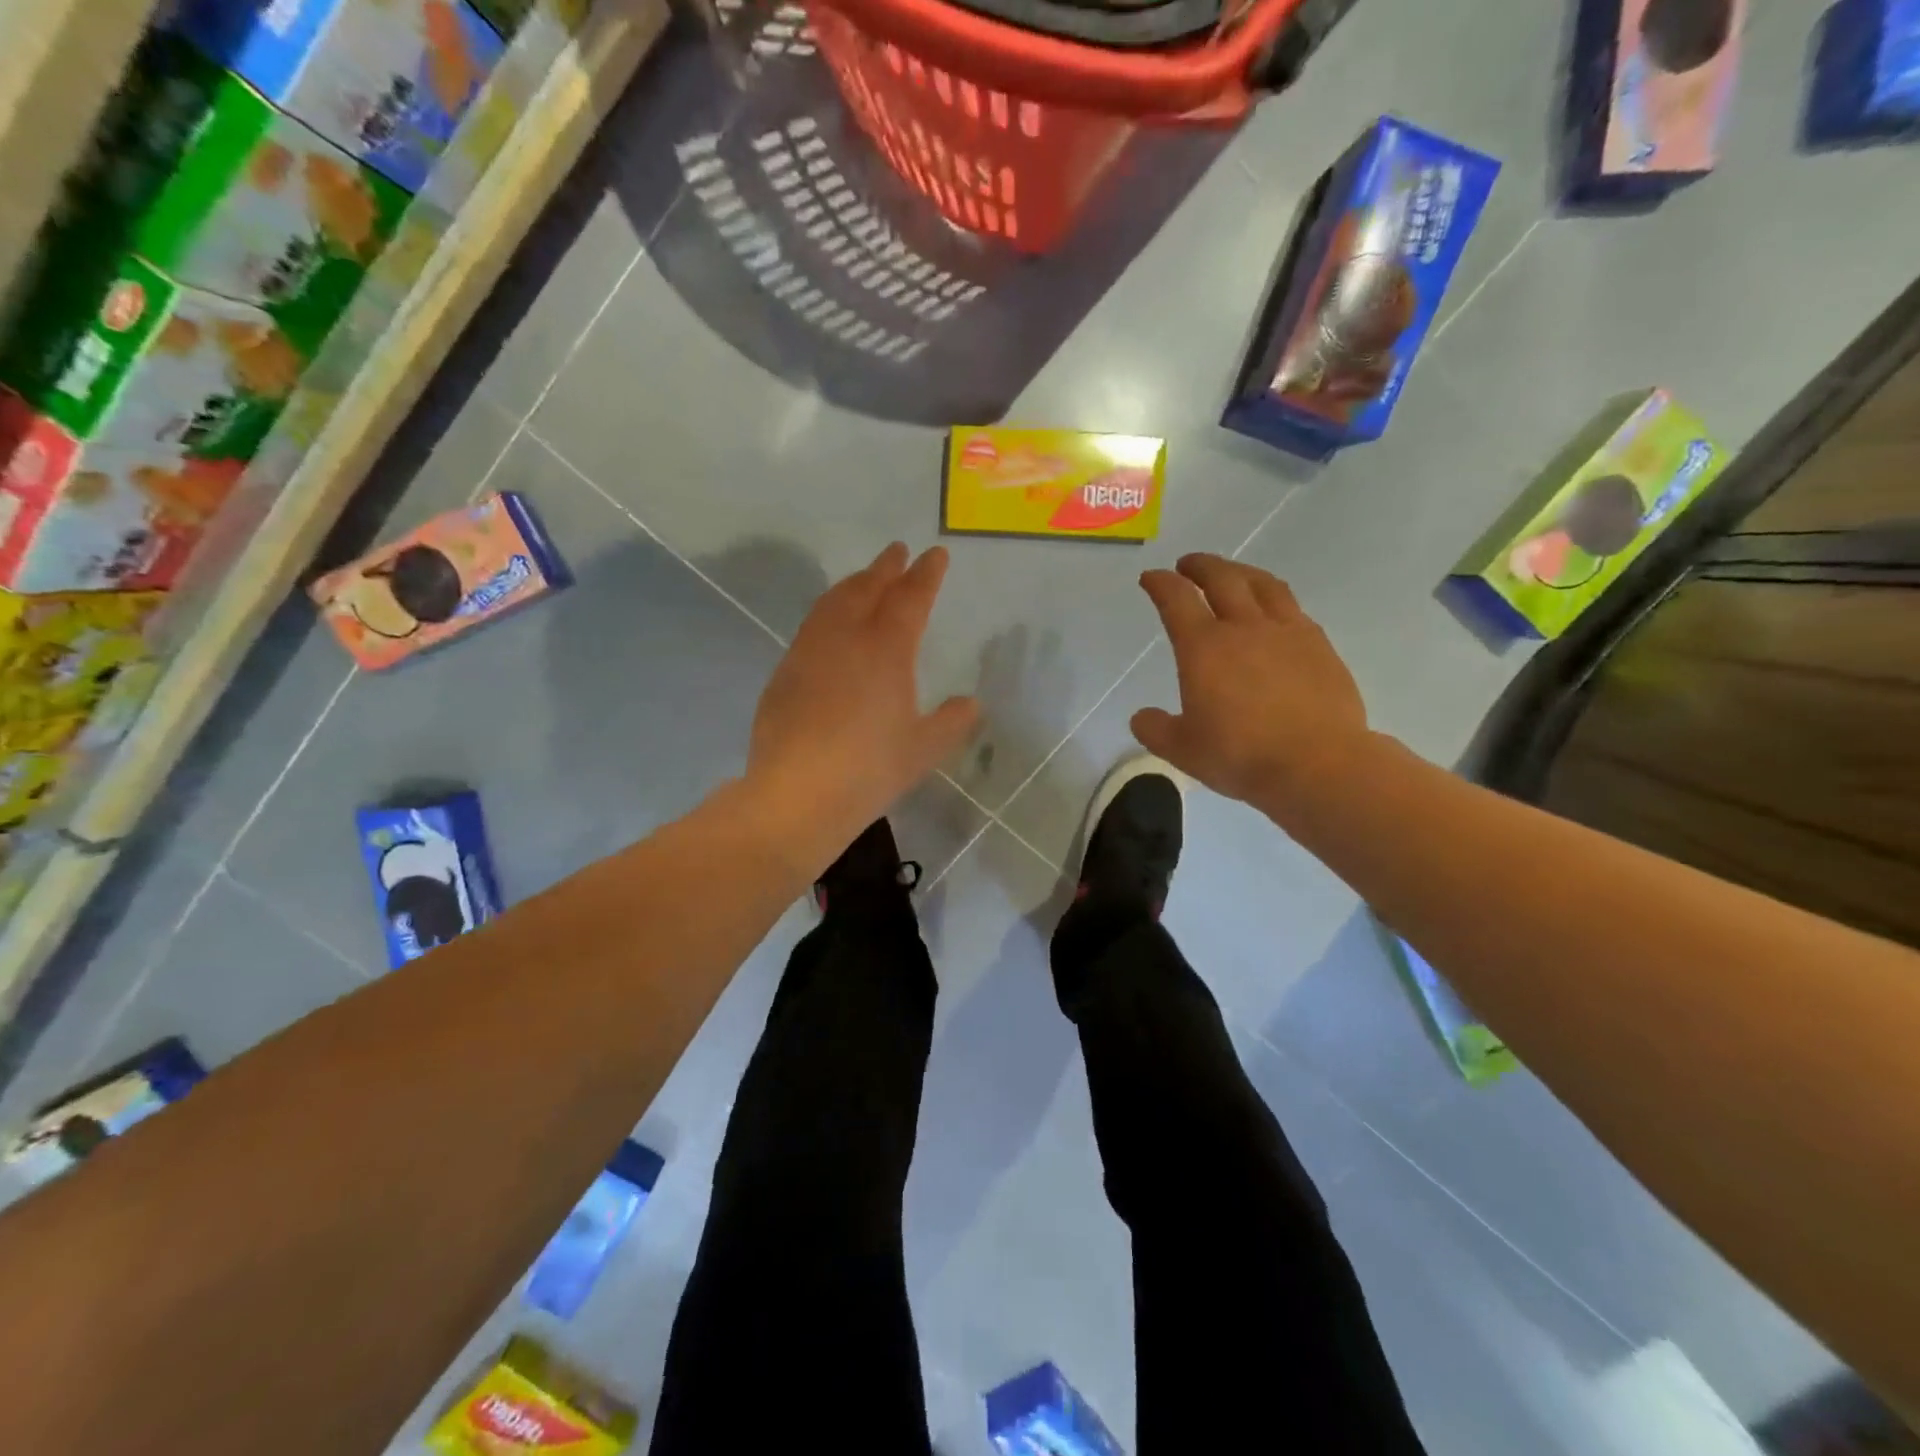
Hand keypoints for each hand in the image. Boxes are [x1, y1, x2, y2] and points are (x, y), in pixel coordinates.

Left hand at [748, 543, 979, 868]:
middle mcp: (845, 638)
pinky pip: (811, 627)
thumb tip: (969, 704)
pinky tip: (830, 628)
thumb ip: (951, 722)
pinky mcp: (784, 672)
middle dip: (885, 568)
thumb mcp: (924, 749)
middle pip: (867, 588)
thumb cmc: (869, 769)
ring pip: (832, 602)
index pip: (910, 598)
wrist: (797, 794)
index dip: (926, 575)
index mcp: (886, 650)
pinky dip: (828, 613)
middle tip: (897, 552)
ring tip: (864, 579)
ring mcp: (809, 652)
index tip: (935, 554)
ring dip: (853, 584)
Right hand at [1132, 555, 1370, 814]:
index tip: (1151, 578)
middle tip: (1188, 565)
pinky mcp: (1319, 645)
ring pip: (1263, 585)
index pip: (1176, 599)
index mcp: (1204, 647)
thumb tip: (1142, 717)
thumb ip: (1156, 729)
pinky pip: (1293, 609)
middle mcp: (1244, 627)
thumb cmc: (1241, 755)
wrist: (1317, 764)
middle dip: (1200, 566)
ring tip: (1233, 574)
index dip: (1160, 583)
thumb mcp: (1183, 750)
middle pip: (1222, 578)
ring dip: (1241, 572)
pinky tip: (1274, 612)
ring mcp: (1287, 632)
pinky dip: (1274, 600)